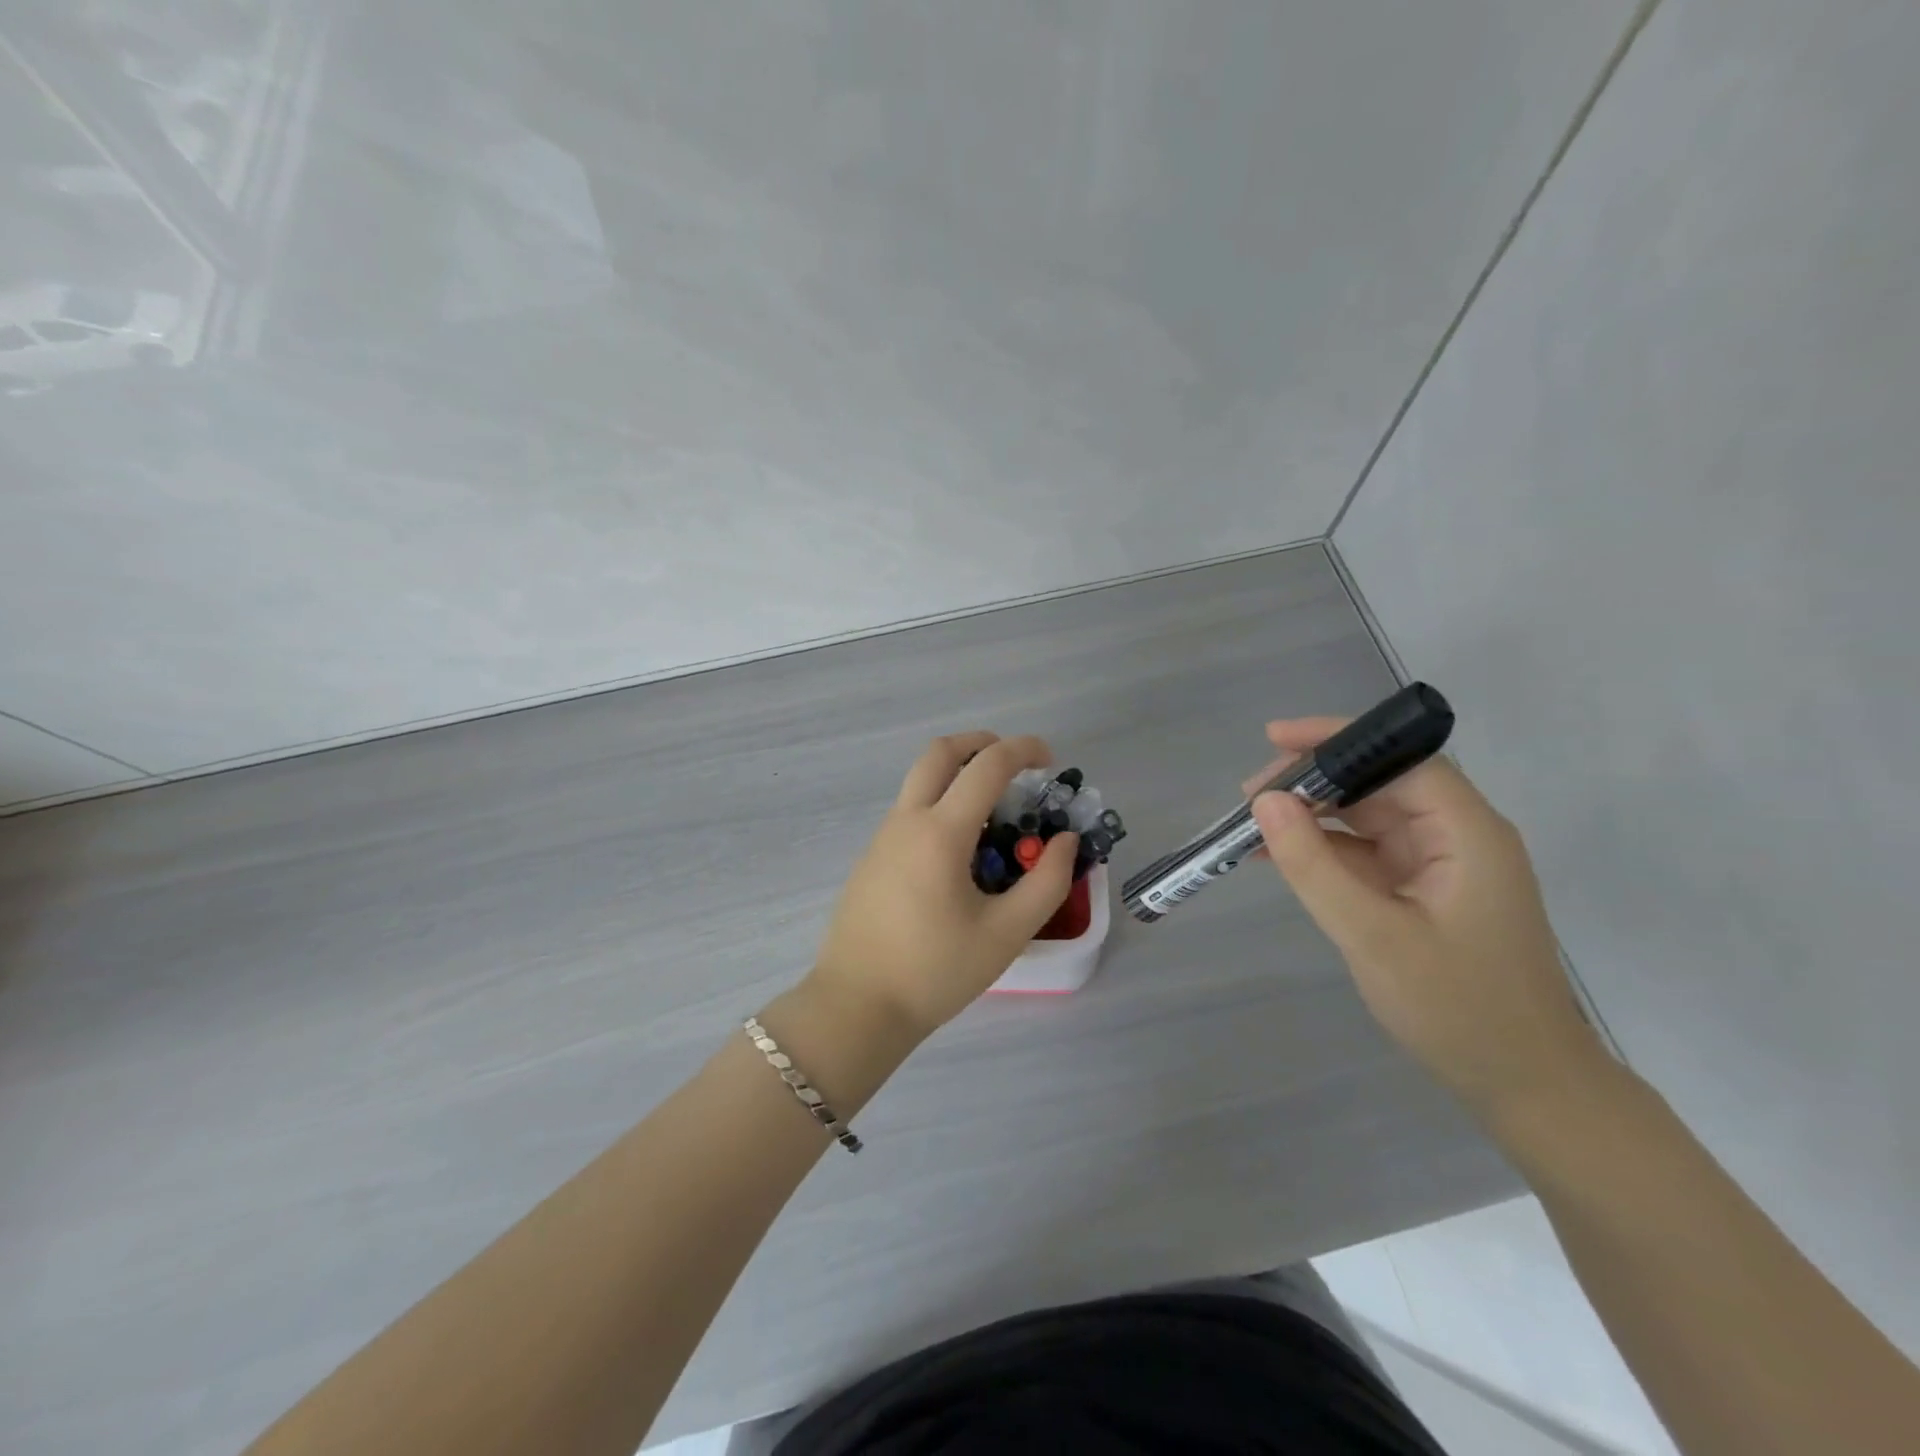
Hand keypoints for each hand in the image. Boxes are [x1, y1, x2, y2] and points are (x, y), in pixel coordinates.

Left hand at [808, 731, 1077, 1039]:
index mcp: (940, 832)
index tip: (1050, 759)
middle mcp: (906, 821)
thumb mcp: (1005, 933)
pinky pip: (909, 811)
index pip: (986, 767)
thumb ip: (1046, 882)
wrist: (856, 1006)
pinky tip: (960, 850)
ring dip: (957, 774)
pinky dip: (940, 803)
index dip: (1023, 750)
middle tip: (1013, 761)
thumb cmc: (935, 971)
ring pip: (919, 781)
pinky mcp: (871, 858)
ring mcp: (882, 838)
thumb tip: (1063, 841)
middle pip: (938, 753)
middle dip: (979, 743)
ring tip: (994, 811)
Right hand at [1248, 717, 1605, 1113]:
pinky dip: (1321, 850)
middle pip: (1379, 783)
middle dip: (1313, 781)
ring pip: (1366, 817)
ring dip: (1311, 816)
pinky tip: (1277, 856)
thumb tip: (1264, 801)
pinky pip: (1364, 853)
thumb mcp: (1373, 937)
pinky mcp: (1421, 891)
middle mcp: (1456, 837)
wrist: (1525, 1087)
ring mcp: (1438, 864)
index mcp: (1467, 834)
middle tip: (1249, 797)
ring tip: (1250, 826)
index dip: (1338, 739)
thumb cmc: (1459, 1010)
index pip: (1400, 760)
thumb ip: (1315, 866)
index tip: (1274, 738)